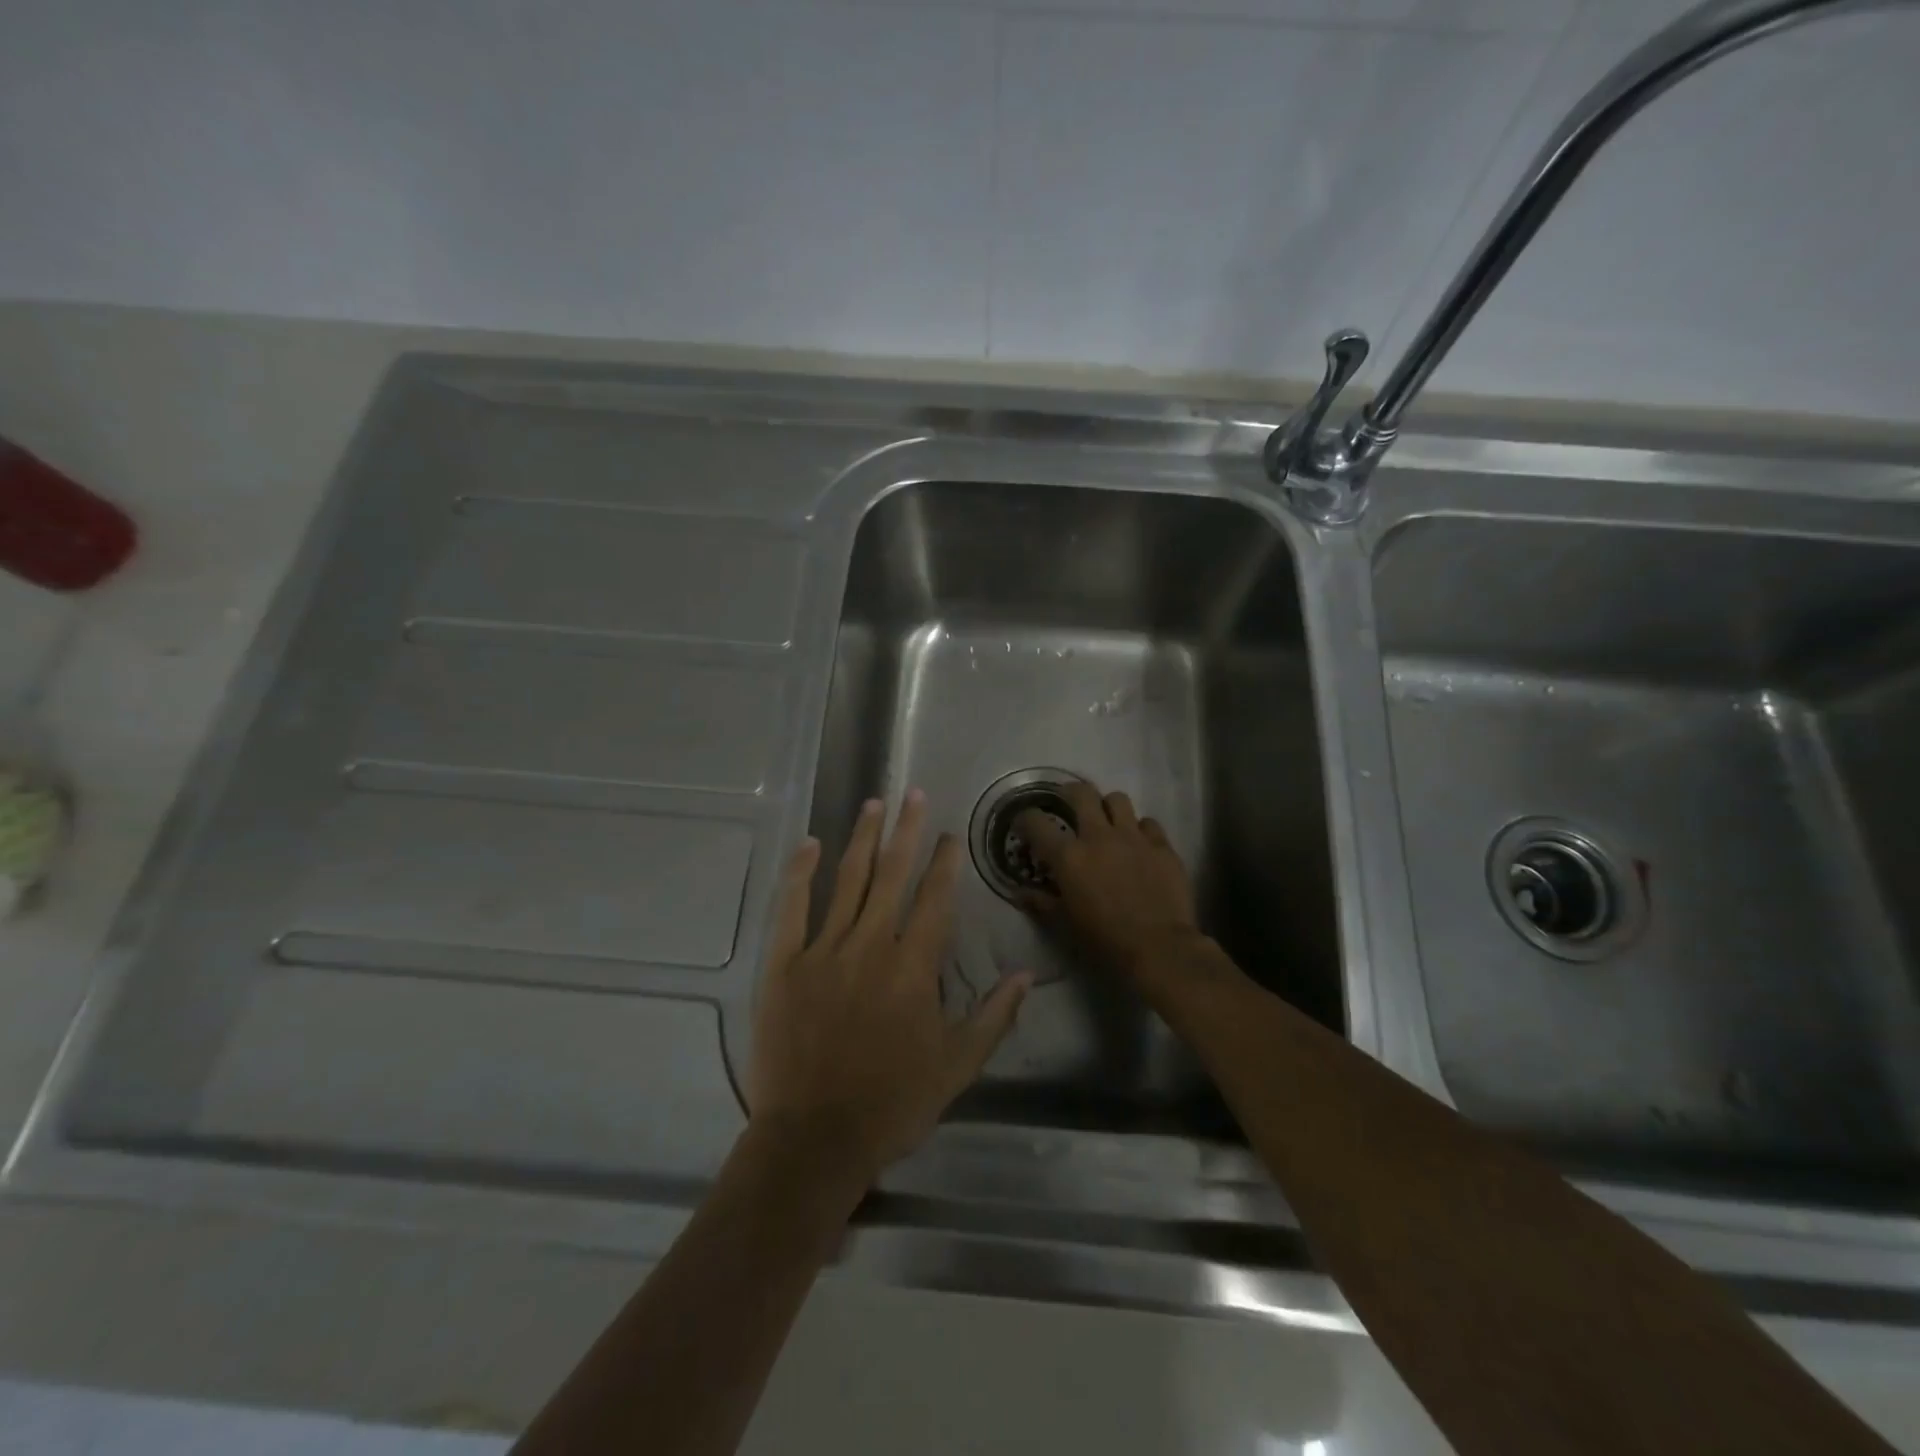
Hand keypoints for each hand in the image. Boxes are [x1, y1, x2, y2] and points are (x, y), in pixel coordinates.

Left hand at [747, 789, 1032, 1190]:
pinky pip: (792, 908)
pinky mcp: (784, 964)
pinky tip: (810, 844)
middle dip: (905, 830)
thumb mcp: (958, 1066)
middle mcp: (872, 945)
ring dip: (862, 839)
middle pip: (892, 875)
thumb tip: (1025, 974)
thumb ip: (993, 1016)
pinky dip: (800, 873)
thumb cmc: (893, 1104)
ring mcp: (824, 950)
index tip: (947, 833)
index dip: (944, 862)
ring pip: (847, 881)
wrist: (815, 1139)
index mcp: (914, 967)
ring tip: (872, 804)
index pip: (935, 899)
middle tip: (911, 792)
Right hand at [1014, 780, 1208, 991]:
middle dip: (1070, 793)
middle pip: (1081, 793)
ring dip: (1108, 807)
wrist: (1160, 948)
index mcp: (1069, 856)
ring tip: (1107, 822)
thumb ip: (1041, 902)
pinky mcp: (1162, 846)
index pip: (1036, 822)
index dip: (1025, 818)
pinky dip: (1140, 830)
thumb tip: (1020, 892)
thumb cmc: (1105, 939)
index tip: (1024, 823)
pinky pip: (1148, 823)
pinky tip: (1139, 845)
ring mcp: (1134, 837)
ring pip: (1118, 799)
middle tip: (1068, 805)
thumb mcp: (1064, 923)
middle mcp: (1099, 836)